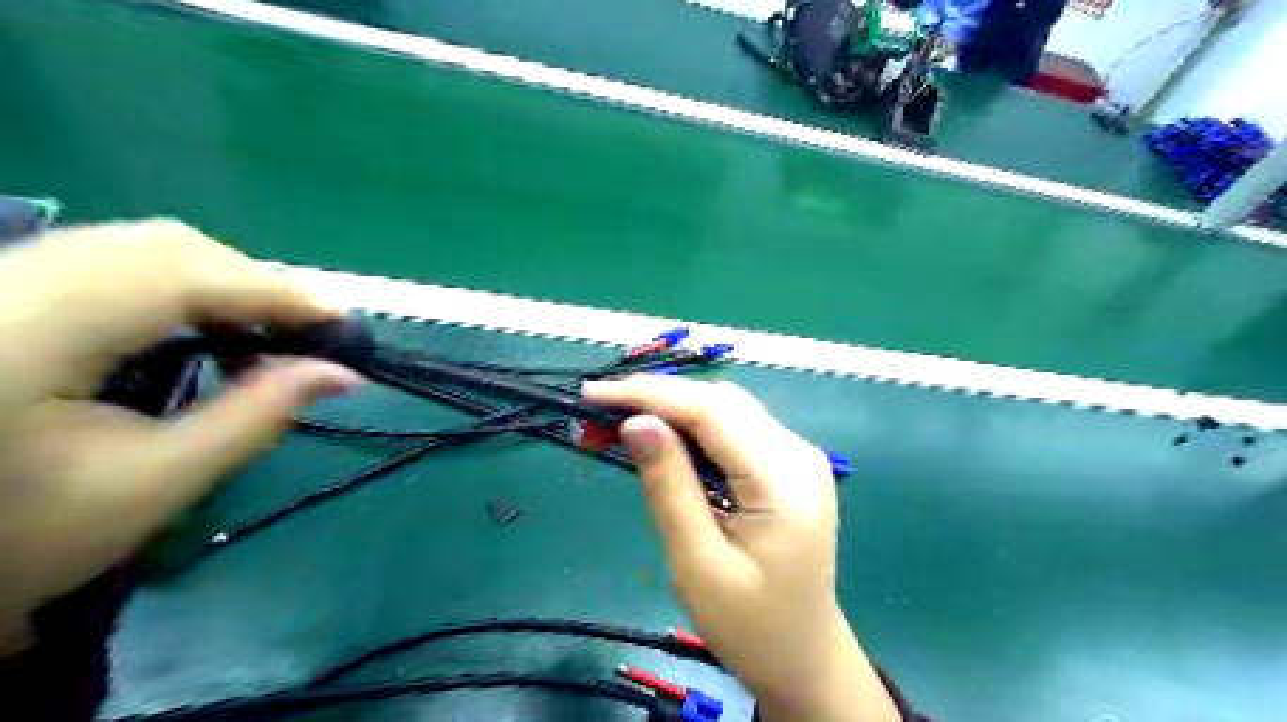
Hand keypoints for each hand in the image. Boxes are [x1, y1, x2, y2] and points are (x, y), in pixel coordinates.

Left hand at [1, 221, 359, 648]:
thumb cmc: (20, 539)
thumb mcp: (155, 483)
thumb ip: (257, 417)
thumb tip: (342, 373)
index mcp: (22, 337)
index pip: (176, 276)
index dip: (271, 289)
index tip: (340, 320)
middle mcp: (0, 285)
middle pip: (159, 245)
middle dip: (251, 282)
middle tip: (308, 331)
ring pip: (136, 245)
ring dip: (221, 281)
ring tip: (268, 330)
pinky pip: (109, 260)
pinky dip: (180, 285)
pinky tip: (207, 325)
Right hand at [588, 374, 896, 720]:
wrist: (804, 659)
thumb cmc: (751, 627)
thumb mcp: (698, 564)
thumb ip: (669, 487)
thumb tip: (635, 422)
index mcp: (784, 479)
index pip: (711, 410)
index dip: (649, 394)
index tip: (591, 395)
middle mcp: (797, 453)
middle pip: (719, 402)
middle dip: (655, 399)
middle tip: (595, 415)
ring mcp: (795, 457)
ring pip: (724, 409)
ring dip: (669, 410)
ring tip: (615, 426)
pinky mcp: (784, 467)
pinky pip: (732, 430)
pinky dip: (690, 429)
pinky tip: (658, 441)